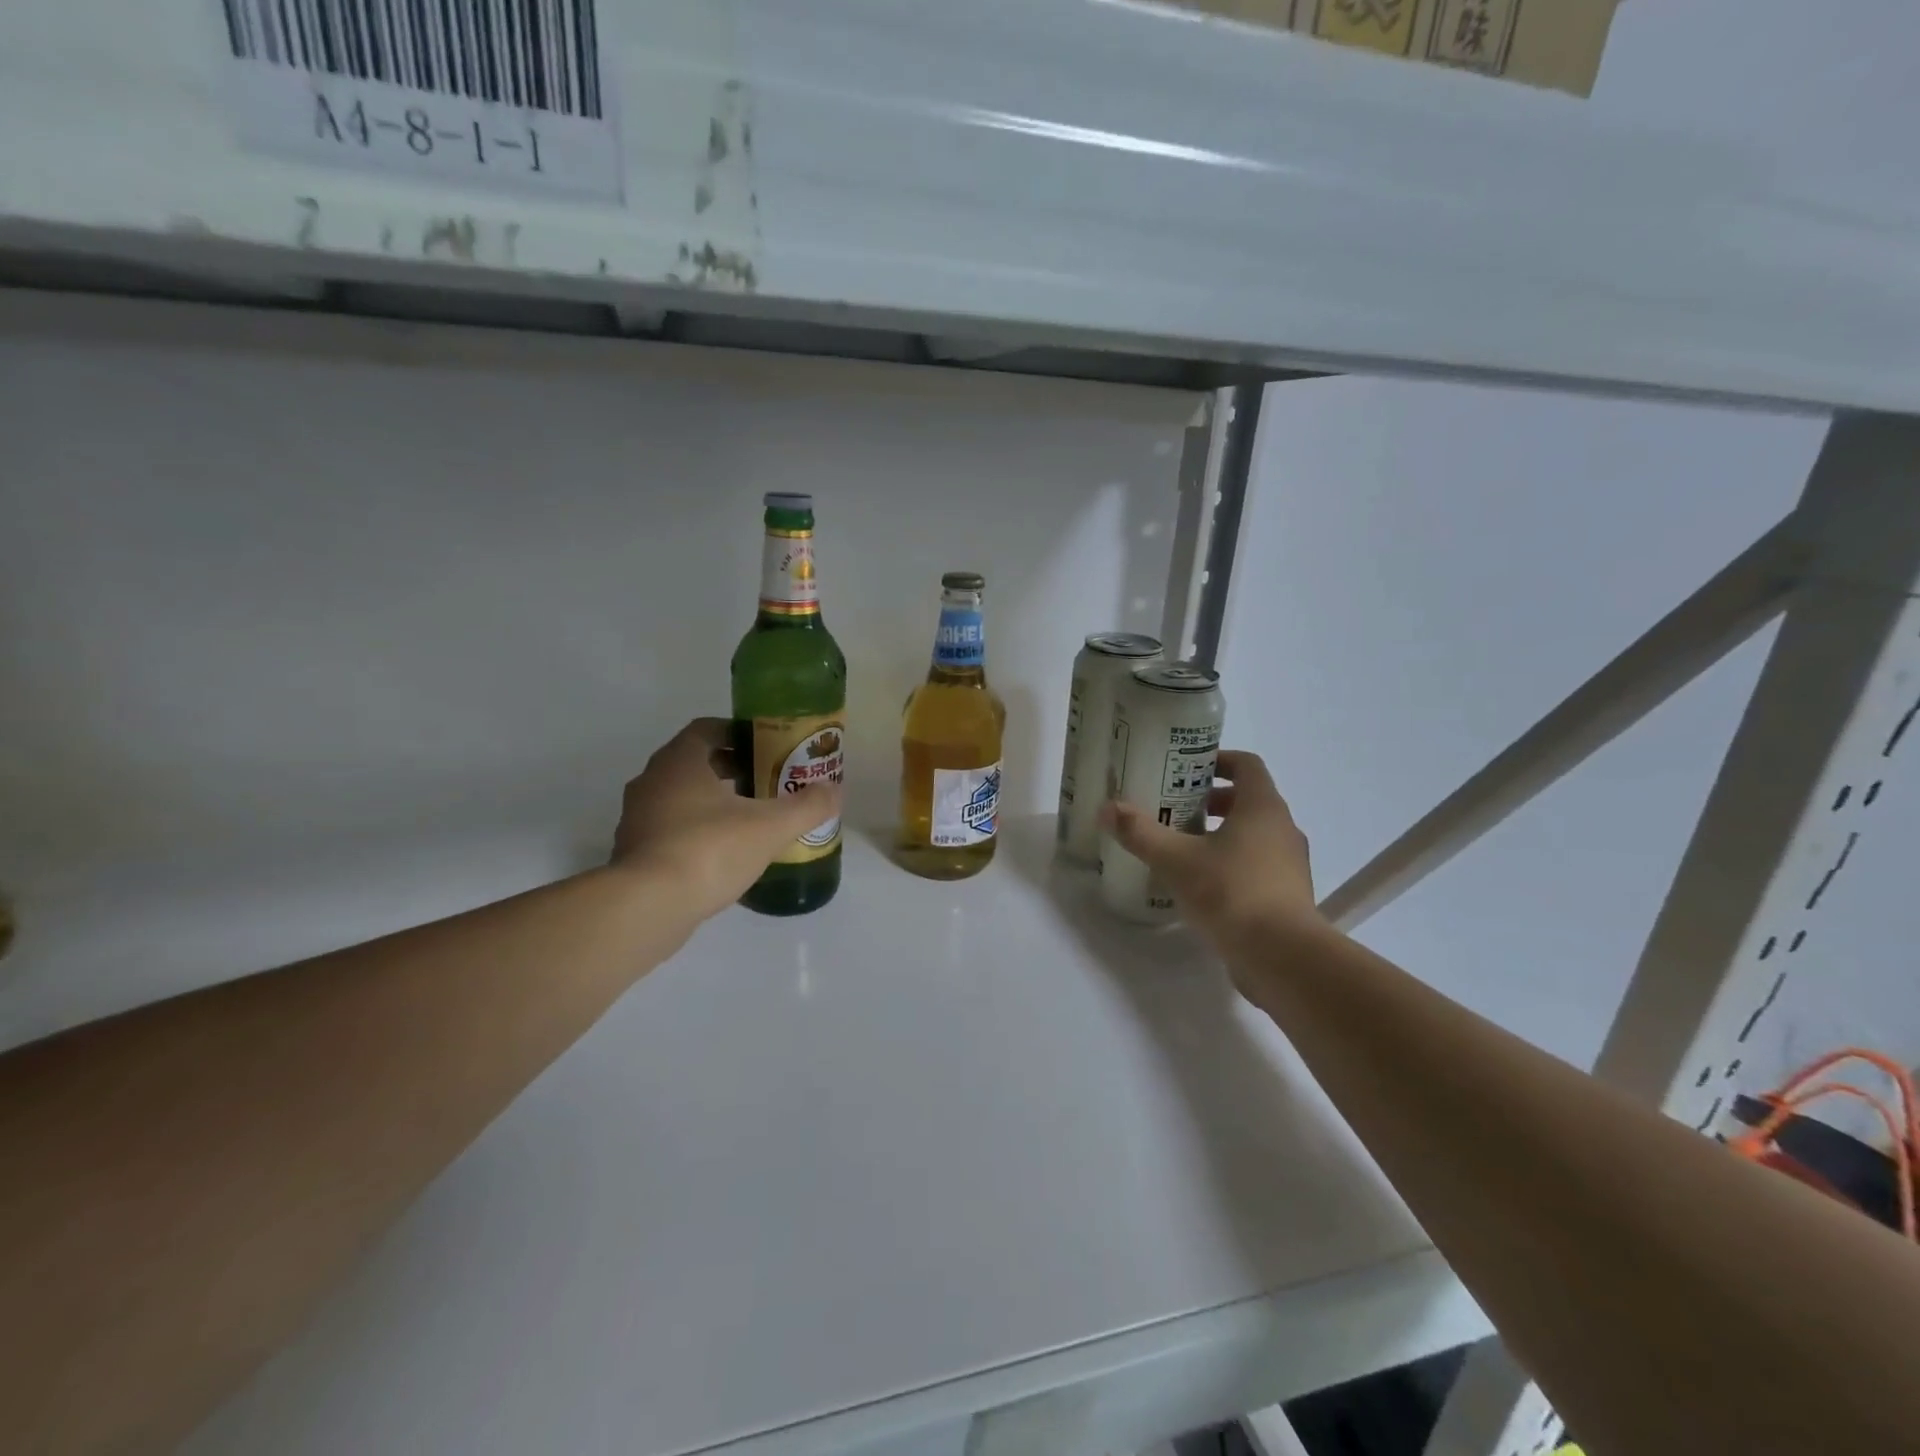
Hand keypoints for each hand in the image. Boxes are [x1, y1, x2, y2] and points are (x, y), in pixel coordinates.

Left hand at [613, 718, 842, 921]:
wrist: (647, 907)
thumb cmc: (709, 850)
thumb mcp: (770, 827)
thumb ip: (806, 806)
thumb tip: (835, 790)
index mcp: (680, 761)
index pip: (707, 729)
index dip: (738, 733)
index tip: (766, 747)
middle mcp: (652, 781)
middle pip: (694, 763)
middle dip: (730, 769)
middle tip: (766, 782)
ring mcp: (637, 818)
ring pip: (679, 798)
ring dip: (711, 802)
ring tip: (749, 820)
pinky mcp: (632, 853)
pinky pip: (669, 830)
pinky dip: (695, 832)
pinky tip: (722, 855)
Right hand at [1099, 750, 1326, 958]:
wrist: (1283, 957)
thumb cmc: (1232, 893)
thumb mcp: (1177, 860)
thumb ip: (1141, 833)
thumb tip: (1108, 808)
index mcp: (1263, 808)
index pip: (1246, 765)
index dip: (1217, 760)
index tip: (1184, 768)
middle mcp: (1282, 829)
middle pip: (1247, 800)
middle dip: (1209, 800)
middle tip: (1172, 808)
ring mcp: (1289, 865)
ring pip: (1252, 835)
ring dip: (1218, 834)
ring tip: (1179, 847)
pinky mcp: (1286, 896)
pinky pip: (1256, 866)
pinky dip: (1229, 864)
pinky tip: (1198, 884)